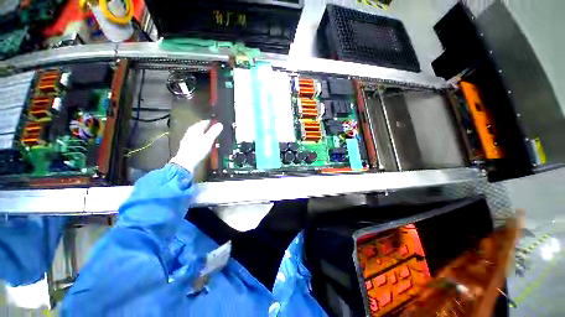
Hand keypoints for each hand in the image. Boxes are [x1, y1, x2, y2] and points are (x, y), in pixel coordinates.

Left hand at [170, 120, 222, 172]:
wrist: (186, 162)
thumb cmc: (198, 150)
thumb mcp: (208, 140)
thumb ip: (214, 132)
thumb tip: (220, 124)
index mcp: (195, 129)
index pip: (205, 122)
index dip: (212, 122)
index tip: (218, 123)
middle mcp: (190, 132)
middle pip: (200, 127)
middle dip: (208, 128)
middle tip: (215, 129)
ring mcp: (188, 139)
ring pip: (198, 134)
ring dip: (205, 134)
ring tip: (211, 136)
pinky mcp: (188, 146)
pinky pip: (196, 139)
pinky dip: (202, 139)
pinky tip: (204, 143)